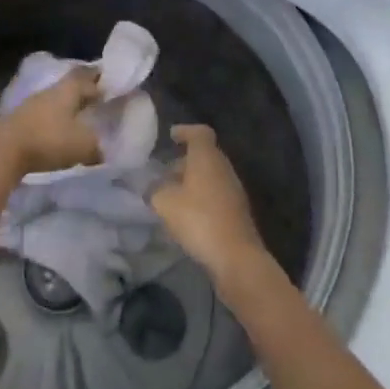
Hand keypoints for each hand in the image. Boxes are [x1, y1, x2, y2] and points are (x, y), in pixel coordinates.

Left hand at [0, 68, 102, 175]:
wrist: (3, 149)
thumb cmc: (49, 140)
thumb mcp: (83, 146)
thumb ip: (97, 146)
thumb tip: (105, 149)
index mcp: (68, 90)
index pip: (87, 76)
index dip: (99, 77)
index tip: (109, 79)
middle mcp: (50, 91)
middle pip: (70, 85)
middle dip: (83, 89)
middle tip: (97, 94)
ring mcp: (32, 104)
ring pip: (55, 99)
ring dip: (67, 105)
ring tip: (79, 114)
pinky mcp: (19, 120)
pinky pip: (43, 114)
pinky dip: (53, 118)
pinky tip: (57, 129)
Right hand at [148, 124, 269, 291]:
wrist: (236, 257)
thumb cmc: (199, 219)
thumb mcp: (165, 203)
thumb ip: (155, 190)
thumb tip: (153, 188)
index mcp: (207, 157)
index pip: (200, 132)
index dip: (185, 131)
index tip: (171, 137)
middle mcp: (223, 167)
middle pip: (204, 155)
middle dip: (184, 161)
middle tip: (164, 172)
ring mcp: (233, 189)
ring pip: (210, 176)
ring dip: (192, 181)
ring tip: (171, 196)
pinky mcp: (237, 211)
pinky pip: (215, 194)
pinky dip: (200, 197)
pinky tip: (186, 215)